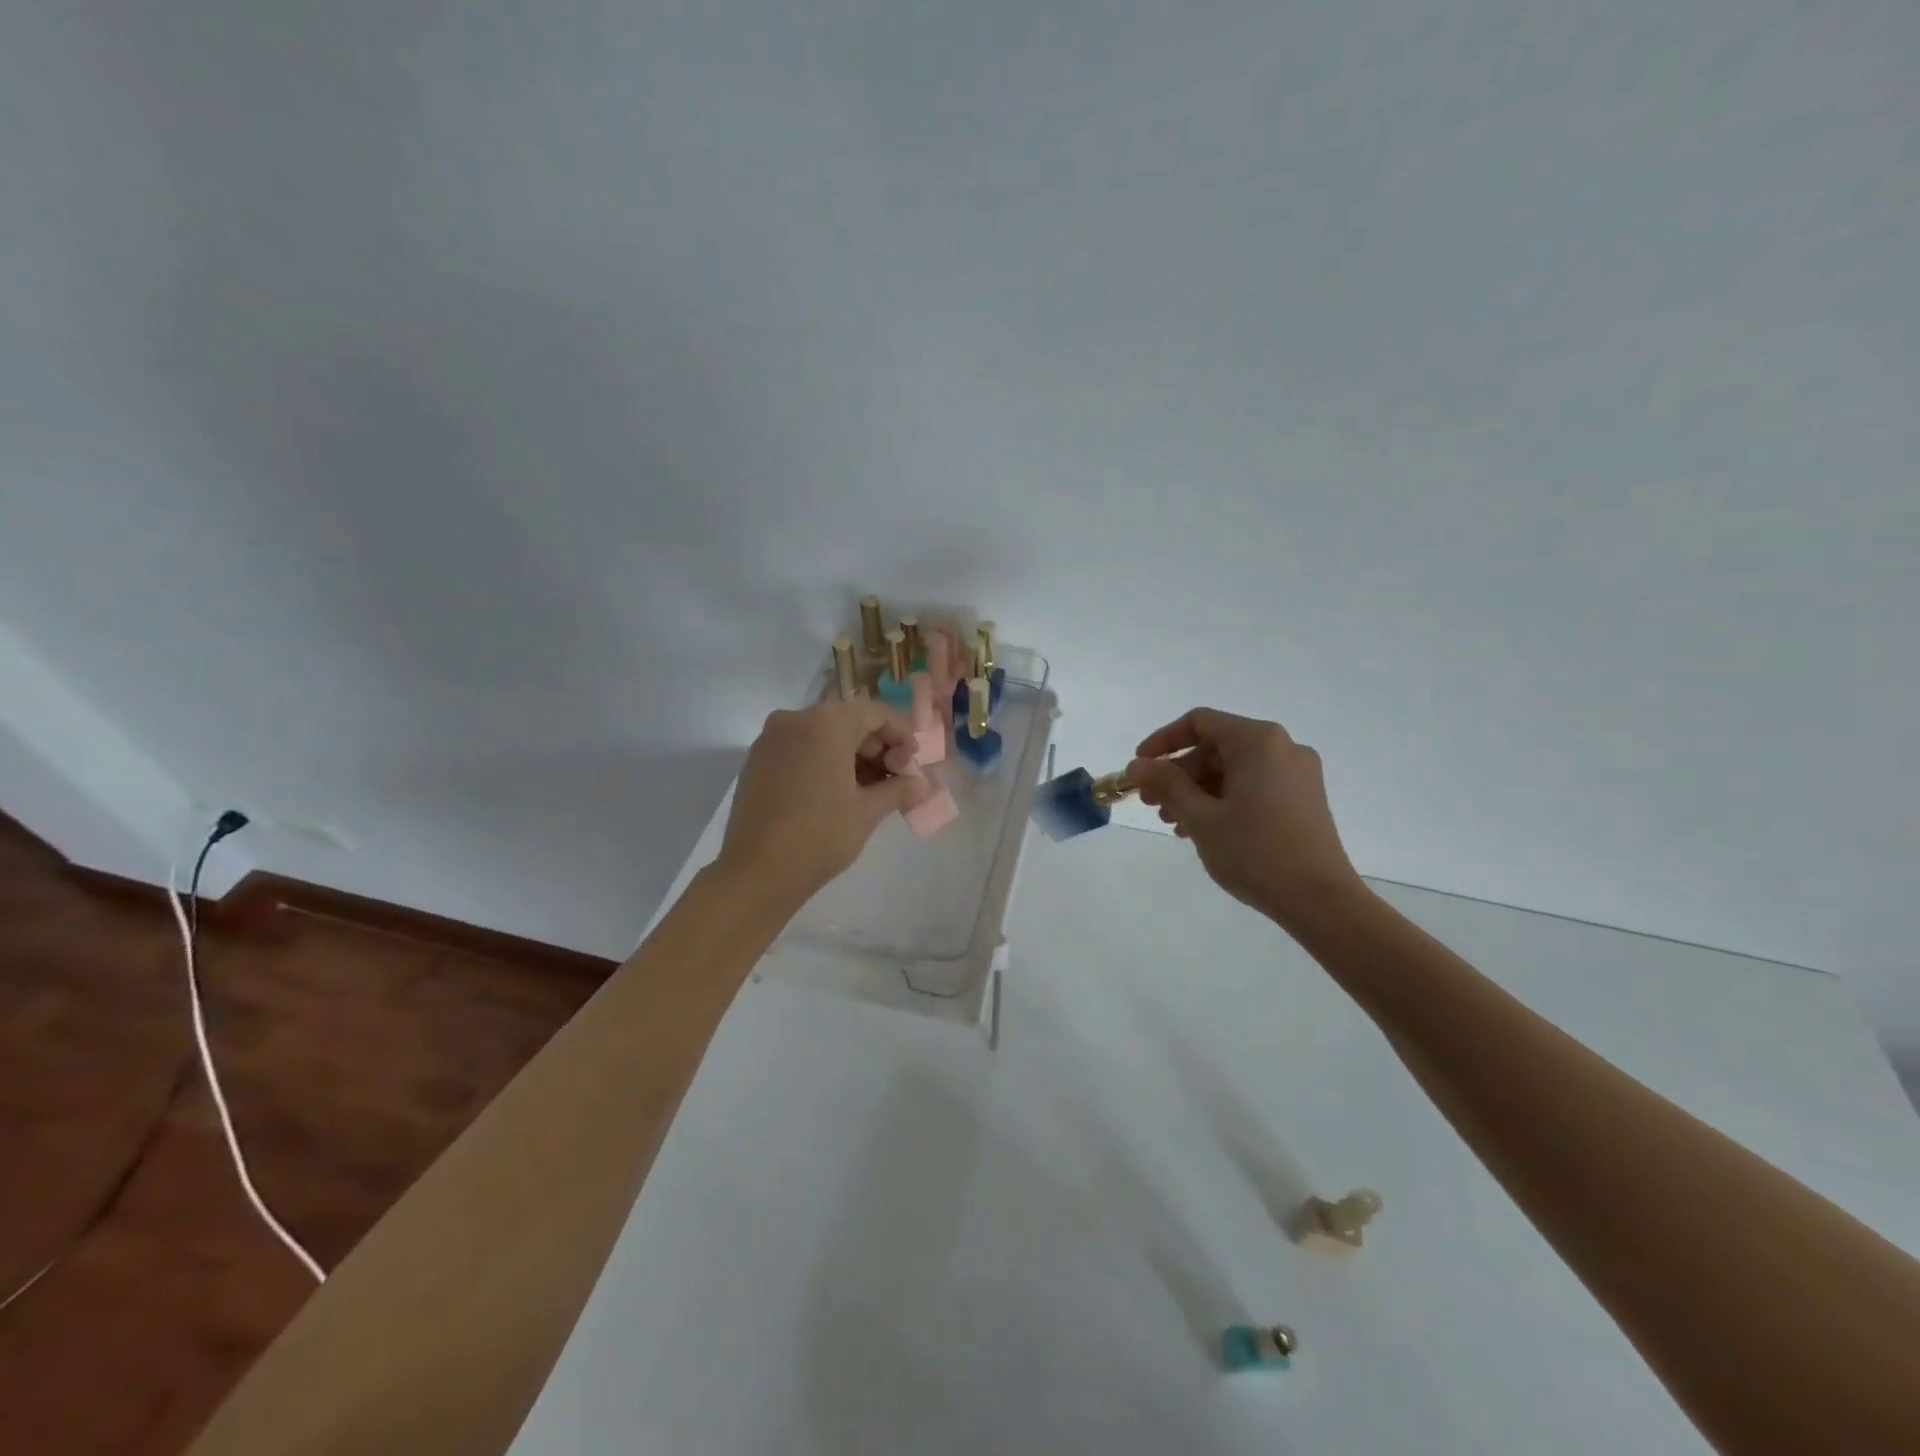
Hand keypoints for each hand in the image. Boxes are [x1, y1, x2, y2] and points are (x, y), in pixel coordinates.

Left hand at [715, 700, 920, 918]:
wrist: (757, 872)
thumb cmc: (820, 836)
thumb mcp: (868, 811)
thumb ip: (899, 789)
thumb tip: (923, 784)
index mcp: (826, 723)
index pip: (875, 714)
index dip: (901, 735)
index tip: (913, 763)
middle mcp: (795, 719)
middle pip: (848, 722)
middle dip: (876, 748)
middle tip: (895, 780)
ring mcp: (771, 739)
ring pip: (822, 736)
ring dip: (851, 756)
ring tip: (870, 791)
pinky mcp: (756, 760)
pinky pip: (800, 749)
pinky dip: (823, 762)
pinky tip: (837, 793)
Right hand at [1127, 708, 1366, 930]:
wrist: (1321, 901)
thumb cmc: (1256, 853)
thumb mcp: (1201, 817)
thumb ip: (1166, 784)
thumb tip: (1137, 765)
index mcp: (1258, 741)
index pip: (1199, 723)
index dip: (1163, 741)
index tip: (1139, 768)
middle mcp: (1282, 747)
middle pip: (1216, 747)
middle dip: (1179, 774)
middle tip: (1153, 804)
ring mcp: (1297, 774)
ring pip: (1233, 770)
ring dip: (1198, 791)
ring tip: (1174, 823)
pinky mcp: (1304, 798)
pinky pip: (1253, 786)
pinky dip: (1224, 800)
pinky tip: (1204, 829)